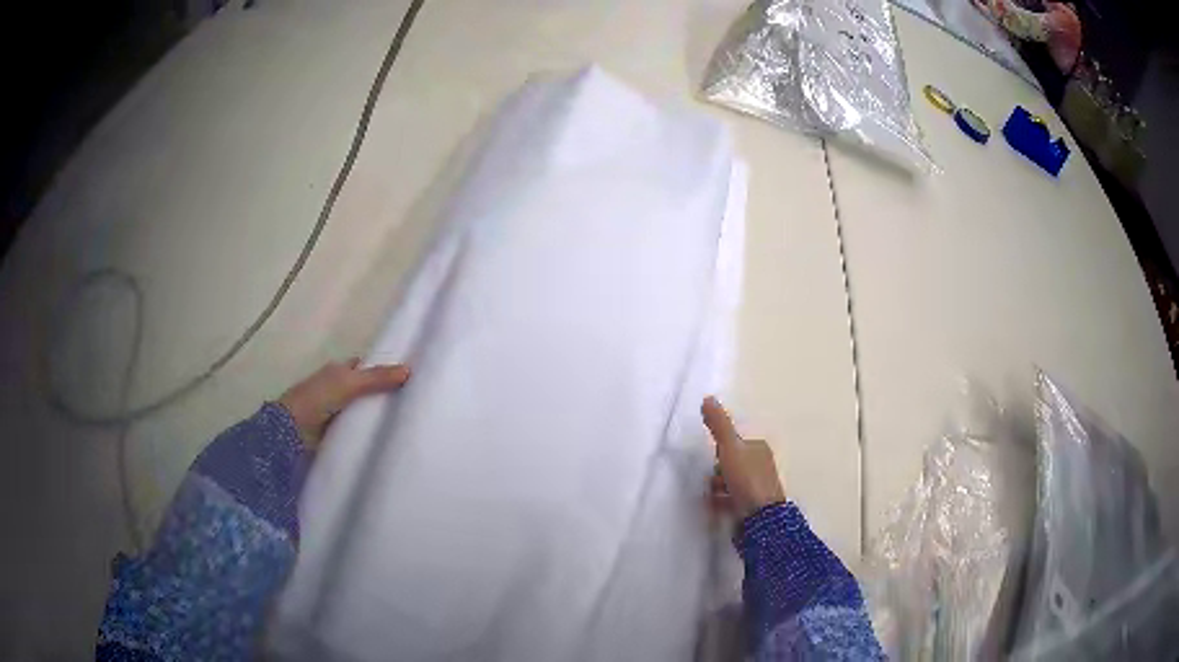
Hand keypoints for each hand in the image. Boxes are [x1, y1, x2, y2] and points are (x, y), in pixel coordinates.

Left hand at [279, 358, 410, 448]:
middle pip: (364, 391)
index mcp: (336, 372)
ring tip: (406, 425)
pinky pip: (356, 432)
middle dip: (382, 396)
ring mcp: (334, 413)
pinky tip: (385, 441)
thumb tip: (409, 370)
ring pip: (361, 412)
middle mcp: (335, 389)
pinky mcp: (334, 434)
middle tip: (412, 404)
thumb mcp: (349, 383)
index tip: (406, 378)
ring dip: (375, 418)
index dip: (381, 370)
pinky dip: (367, 435)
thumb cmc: (317, 398)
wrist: (291, 431)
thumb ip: (377, 378)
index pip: (363, 368)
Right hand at [702, 396, 785, 518]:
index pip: (733, 445)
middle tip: (715, 481)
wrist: (760, 516)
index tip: (715, 460)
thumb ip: (719, 425)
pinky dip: (722, 501)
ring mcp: (758, 486)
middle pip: (731, 464)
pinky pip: (732, 498)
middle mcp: (761, 465)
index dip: (720, 452)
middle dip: (718, 472)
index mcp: (759, 448)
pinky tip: (717, 505)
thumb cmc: (746, 479)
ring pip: (730, 482)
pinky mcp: (752, 505)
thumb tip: (708, 398)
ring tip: (715, 495)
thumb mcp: (730, 448)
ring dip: (718, 488)